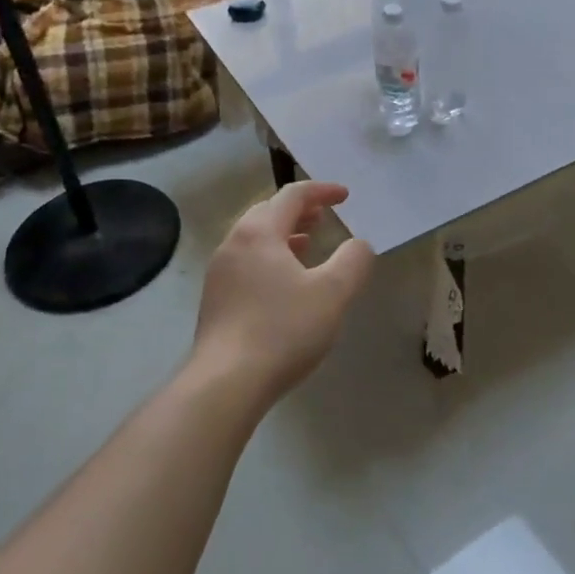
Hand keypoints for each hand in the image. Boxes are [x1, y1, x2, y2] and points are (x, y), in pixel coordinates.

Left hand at [189, 181, 375, 404]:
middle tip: (323, 217)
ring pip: (254, 239)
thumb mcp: (332, 293)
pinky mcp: (215, 300)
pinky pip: (246, 263)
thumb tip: (359, 244)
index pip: (292, 196)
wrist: (226, 382)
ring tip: (307, 246)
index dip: (321, 191)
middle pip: (267, 213)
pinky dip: (269, 258)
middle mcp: (233, 244)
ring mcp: (219, 273)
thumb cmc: (283, 330)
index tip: (345, 196)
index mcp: (259, 232)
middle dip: (298, 211)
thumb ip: (353, 261)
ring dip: (283, 235)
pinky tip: (283, 284)